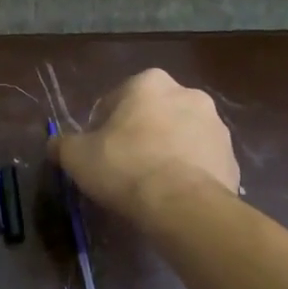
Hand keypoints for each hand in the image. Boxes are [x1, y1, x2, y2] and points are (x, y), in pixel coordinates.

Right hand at [51, 69, 238, 217]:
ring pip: (180, 136)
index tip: (97, 152)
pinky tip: (173, 195)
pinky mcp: (231, 156)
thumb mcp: (76, 156)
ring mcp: (216, 125)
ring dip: (166, 151)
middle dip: (139, 134)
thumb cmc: (124, 168)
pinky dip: (188, 173)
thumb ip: (63, 144)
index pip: (116, 100)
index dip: (102, 127)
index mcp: (148, 83)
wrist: (183, 205)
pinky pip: (200, 161)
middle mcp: (188, 93)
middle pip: (152, 114)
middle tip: (123, 167)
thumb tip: (56, 144)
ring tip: (150, 185)